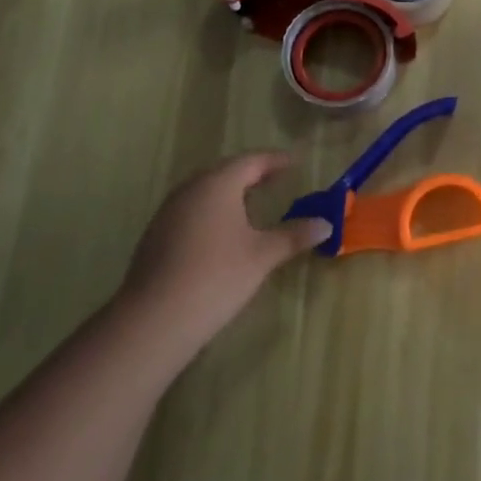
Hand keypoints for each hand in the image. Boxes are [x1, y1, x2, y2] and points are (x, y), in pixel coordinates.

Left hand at [115, 153, 328, 358]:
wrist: (154, 320)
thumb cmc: (217, 277)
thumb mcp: (263, 256)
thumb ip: (294, 235)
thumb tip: (326, 224)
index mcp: (218, 184)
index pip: (251, 161)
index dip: (275, 160)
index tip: (294, 162)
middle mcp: (191, 189)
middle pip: (225, 171)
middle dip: (251, 173)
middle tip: (275, 179)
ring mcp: (168, 212)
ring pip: (204, 191)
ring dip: (229, 192)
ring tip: (251, 204)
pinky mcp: (156, 235)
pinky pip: (191, 210)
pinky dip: (212, 211)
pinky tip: (222, 232)